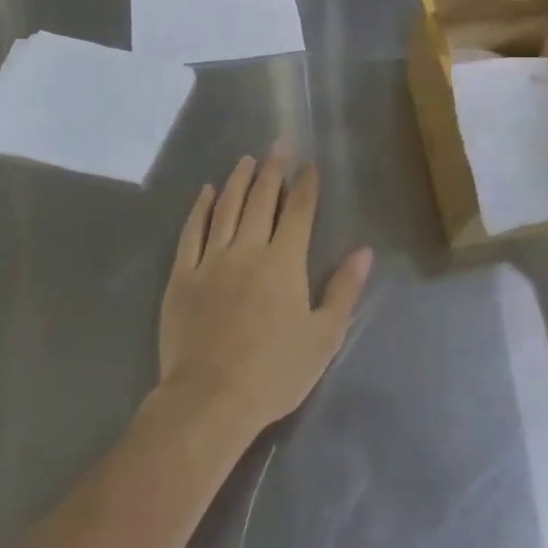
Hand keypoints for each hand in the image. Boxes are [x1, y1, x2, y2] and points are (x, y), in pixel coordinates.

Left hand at [156, 153, 372, 441]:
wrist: (209, 400)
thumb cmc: (274, 372)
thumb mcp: (324, 337)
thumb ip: (344, 290)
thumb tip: (364, 251)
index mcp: (285, 262)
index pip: (300, 212)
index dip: (306, 185)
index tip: (310, 165)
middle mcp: (248, 249)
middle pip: (262, 199)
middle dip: (273, 170)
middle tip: (278, 146)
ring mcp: (212, 260)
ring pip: (226, 208)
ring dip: (238, 180)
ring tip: (246, 160)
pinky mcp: (183, 276)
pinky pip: (191, 232)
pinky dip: (200, 209)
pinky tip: (206, 193)